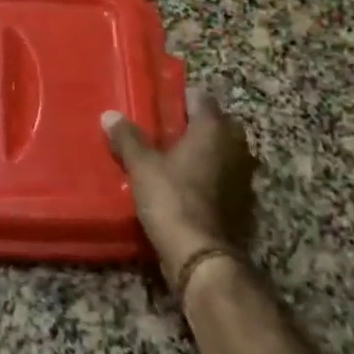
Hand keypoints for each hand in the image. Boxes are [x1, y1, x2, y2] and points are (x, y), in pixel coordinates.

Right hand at [103, 90, 257, 288]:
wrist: (201, 256)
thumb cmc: (172, 198)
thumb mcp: (142, 165)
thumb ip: (127, 138)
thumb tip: (110, 115)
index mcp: (214, 130)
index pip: (201, 98)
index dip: (180, 97)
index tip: (160, 102)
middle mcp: (236, 148)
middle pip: (217, 124)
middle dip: (196, 124)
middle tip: (166, 129)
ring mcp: (244, 177)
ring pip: (223, 152)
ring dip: (205, 152)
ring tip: (173, 157)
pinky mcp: (243, 204)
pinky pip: (224, 178)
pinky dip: (210, 177)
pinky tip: (186, 185)